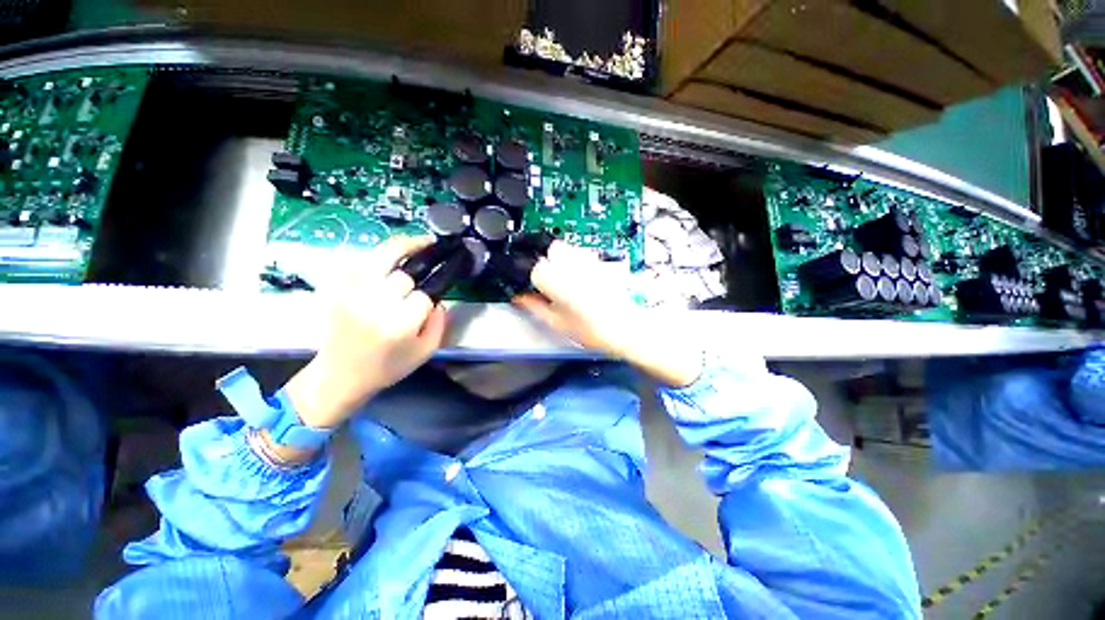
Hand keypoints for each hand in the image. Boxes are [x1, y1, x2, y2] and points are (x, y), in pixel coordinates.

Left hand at [284, 235, 446, 431]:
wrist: (341, 374)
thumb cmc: (388, 367)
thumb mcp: (425, 352)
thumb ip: (440, 324)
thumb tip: (439, 300)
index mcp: (398, 325)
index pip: (423, 296)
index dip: (430, 297)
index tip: (429, 302)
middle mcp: (373, 305)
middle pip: (403, 275)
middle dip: (416, 277)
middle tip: (422, 278)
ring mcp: (350, 294)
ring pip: (380, 257)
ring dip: (404, 246)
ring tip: (421, 241)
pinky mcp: (335, 289)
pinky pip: (356, 260)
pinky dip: (375, 255)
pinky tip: (388, 258)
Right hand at [513, 241, 701, 387]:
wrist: (626, 328)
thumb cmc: (593, 330)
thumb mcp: (558, 323)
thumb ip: (536, 308)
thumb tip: (520, 299)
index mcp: (557, 280)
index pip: (536, 269)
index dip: (536, 281)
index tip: (541, 291)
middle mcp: (572, 265)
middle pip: (552, 251)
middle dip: (549, 265)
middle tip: (554, 285)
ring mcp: (588, 261)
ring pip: (568, 249)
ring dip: (563, 261)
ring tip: (569, 282)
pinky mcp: (601, 263)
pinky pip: (583, 254)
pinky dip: (578, 262)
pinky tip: (583, 279)